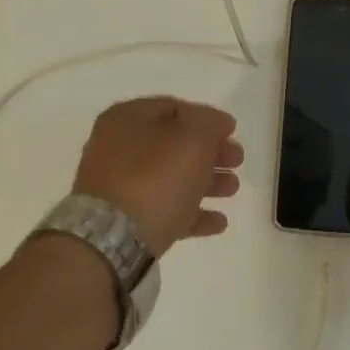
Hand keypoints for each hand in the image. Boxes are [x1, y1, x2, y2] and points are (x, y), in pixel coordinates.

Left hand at [72, 97, 242, 256]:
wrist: (112, 241)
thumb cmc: (155, 178)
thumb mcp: (193, 138)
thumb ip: (210, 123)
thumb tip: (218, 123)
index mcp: (127, 119)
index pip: (174, 108)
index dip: (207, 118)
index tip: (233, 131)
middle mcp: (117, 148)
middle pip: (174, 144)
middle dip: (210, 152)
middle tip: (237, 161)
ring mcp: (118, 188)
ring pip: (171, 178)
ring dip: (206, 182)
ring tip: (233, 190)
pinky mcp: (124, 223)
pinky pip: (164, 210)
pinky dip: (192, 213)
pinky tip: (218, 222)